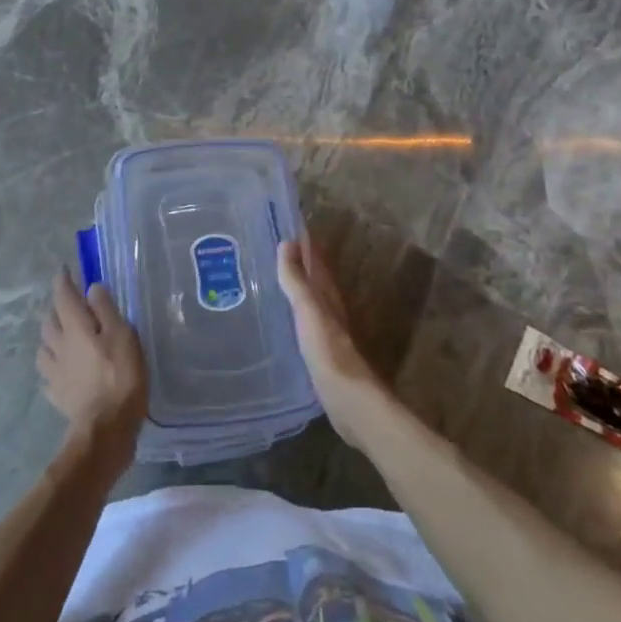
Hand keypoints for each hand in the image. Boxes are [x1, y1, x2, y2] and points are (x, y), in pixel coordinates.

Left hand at [38, 270, 146, 466]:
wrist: (105, 428)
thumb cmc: (120, 376)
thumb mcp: (122, 336)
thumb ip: (106, 310)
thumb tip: (91, 288)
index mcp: (75, 327)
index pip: (63, 296)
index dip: (63, 281)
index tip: (64, 270)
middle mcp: (59, 346)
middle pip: (49, 320)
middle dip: (56, 308)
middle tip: (69, 305)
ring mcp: (54, 372)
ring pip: (44, 347)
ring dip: (50, 337)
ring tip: (62, 337)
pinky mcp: (57, 395)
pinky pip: (48, 375)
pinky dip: (53, 368)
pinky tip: (61, 372)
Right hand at [277, 235, 392, 450]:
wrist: (348, 399)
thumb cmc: (327, 349)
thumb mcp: (308, 310)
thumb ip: (297, 280)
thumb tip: (287, 243)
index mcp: (328, 294)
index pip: (317, 258)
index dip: (304, 241)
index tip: (288, 223)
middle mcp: (330, 307)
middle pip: (315, 276)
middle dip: (299, 260)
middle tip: (273, 245)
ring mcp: (326, 329)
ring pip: (310, 297)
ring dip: (296, 284)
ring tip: (272, 276)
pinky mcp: (320, 350)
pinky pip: (304, 319)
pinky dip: (293, 309)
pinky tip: (281, 315)